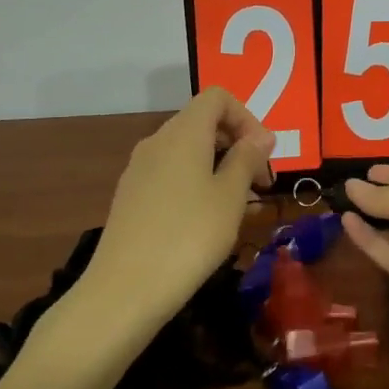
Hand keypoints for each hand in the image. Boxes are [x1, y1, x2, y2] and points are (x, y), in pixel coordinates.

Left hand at [68, 88, 275, 341]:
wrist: (125, 290)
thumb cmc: (189, 236)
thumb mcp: (230, 196)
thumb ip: (247, 159)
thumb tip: (260, 136)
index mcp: (183, 132)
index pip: (217, 98)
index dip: (247, 117)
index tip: (264, 154)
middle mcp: (157, 141)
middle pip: (202, 123)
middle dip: (237, 144)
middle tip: (261, 183)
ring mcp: (139, 170)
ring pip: (188, 151)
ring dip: (219, 167)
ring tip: (241, 206)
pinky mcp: (131, 197)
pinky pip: (172, 174)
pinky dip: (197, 183)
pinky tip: (209, 220)